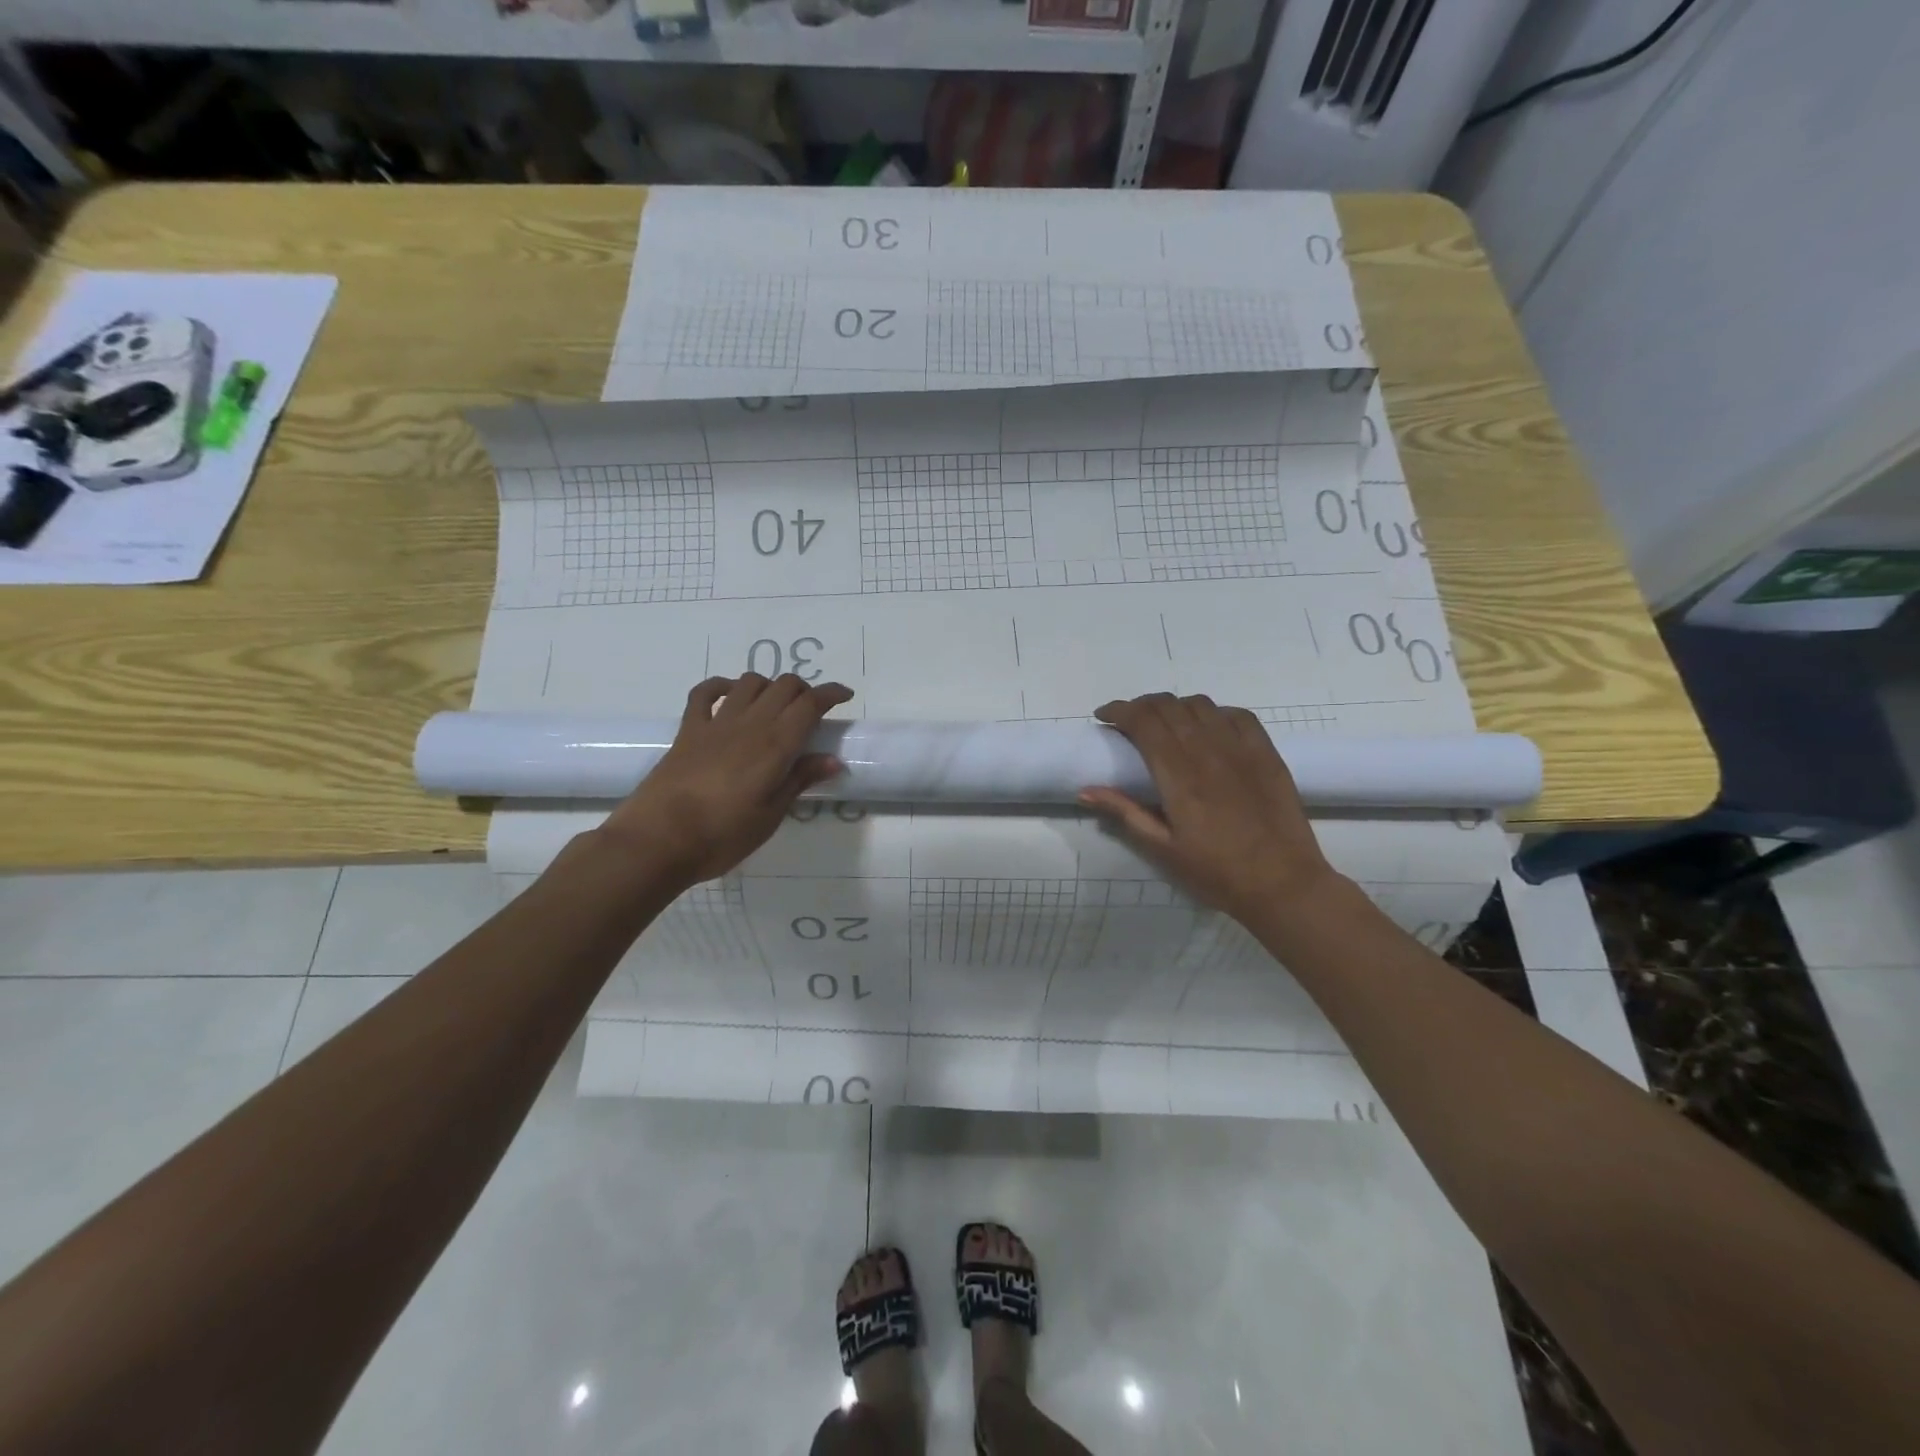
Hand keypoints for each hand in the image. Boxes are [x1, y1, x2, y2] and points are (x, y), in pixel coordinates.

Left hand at [599, 674, 853, 886]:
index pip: (810, 704)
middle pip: (783, 686)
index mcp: (776, 745)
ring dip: (768, 686)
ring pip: (749, 683)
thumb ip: (800, 780)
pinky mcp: (688, 730)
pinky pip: (705, 693)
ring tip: (775, 706)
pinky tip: (730, 695)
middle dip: (804, 690)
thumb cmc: (723, 835)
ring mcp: (716, 723)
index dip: (831, 693)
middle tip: (811, 710)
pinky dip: (722, 686)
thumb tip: (833, 760)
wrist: (659, 840)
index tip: (844, 696)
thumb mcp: (771, 814)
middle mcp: (750, 724)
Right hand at [1080, 693, 1338, 920]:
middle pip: (1168, 706)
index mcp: (1179, 776)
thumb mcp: (1162, 849)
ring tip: (1165, 723)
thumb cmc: (1216, 872)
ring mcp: (1241, 749)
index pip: (1144, 722)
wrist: (1283, 884)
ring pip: (1200, 705)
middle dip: (1141, 705)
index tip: (1104, 717)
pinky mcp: (1267, 753)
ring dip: (1175, 706)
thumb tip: (1085, 790)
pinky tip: (1207, 728)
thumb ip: (1124, 813)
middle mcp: (1208, 752)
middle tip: (1128, 721)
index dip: (1119, 711)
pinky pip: (1237, 714)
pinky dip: (1213, 712)